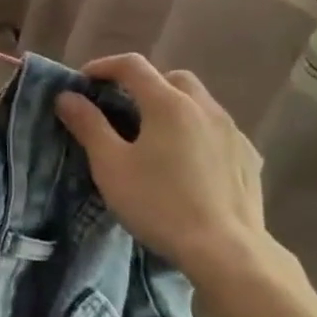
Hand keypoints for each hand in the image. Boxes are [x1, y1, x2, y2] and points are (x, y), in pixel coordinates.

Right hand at [54, 53, 272, 285]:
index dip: (103, 67)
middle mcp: (205, 107)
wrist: (226, 250)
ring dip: (173, 107)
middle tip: (121, 109)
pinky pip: (217, 131)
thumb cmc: (159, 203)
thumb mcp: (111, 166)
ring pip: (199, 103)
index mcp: (168, 103)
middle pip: (172, 78)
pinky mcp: (249, 158)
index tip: (83, 82)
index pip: (133, 66)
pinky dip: (197, 133)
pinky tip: (187, 163)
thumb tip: (68, 97)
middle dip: (143, 85)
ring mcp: (233, 132)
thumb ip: (88, 125)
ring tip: (153, 138)